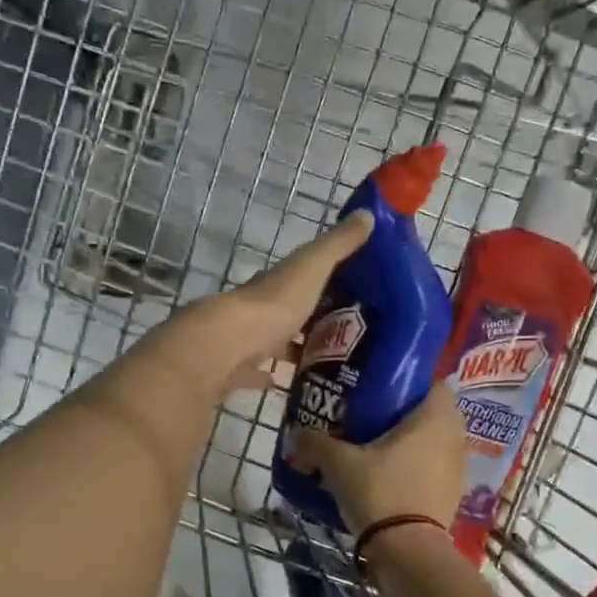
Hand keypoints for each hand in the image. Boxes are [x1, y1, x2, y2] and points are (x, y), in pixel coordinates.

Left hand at [147, 212, 375, 395]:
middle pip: (289, 311)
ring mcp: (247, 340)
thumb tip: (368, 213)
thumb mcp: (313, 268)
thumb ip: (338, 245)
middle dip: (313, 318)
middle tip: (349, 333)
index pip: (302, 276)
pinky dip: (271, 376)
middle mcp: (261, 307)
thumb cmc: (275, 304)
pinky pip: (258, 372)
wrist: (228, 345)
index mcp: (278, 282)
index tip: (354, 291)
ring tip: (330, 361)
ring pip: (275, 342)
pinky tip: (289, 384)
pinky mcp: (238, 369)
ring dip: (295, 347)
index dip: (325, 280)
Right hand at [287, 381, 466, 537]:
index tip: (381, 392)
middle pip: (431, 415)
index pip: (434, 384)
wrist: (408, 551)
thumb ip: (314, 443)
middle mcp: (455, 437)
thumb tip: (294, 435)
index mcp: (436, 417)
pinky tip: (385, 481)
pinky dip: (413, 471)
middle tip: (370, 421)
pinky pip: (432, 471)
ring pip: (432, 445)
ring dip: (408, 446)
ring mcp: (457, 469)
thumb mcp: (339, 464)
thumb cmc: (381, 491)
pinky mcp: (452, 496)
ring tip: (374, 452)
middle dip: (403, 417)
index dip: (409, 385)